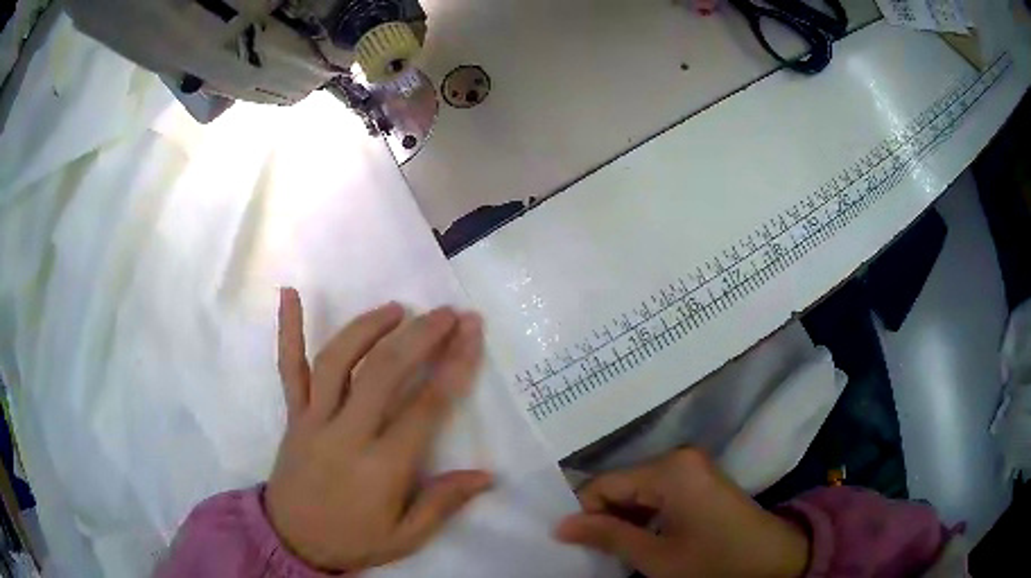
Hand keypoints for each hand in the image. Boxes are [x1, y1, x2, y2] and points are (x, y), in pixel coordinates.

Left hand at [265, 288, 492, 571]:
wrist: (292, 540)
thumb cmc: (353, 539)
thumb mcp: (406, 537)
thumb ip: (443, 504)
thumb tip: (487, 475)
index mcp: (381, 467)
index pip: (425, 407)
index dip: (453, 366)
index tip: (471, 332)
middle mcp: (346, 434)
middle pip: (383, 373)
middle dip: (419, 336)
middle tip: (446, 313)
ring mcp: (312, 420)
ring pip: (337, 361)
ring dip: (366, 327)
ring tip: (395, 308)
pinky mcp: (292, 415)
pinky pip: (288, 368)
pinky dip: (286, 330)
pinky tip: (289, 294)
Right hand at [556, 449, 809, 577]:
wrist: (774, 562)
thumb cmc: (713, 562)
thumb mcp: (655, 557)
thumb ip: (607, 537)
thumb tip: (561, 526)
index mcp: (669, 469)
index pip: (603, 484)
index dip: (584, 514)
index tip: (575, 545)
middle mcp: (679, 459)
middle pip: (622, 485)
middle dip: (605, 517)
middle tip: (596, 553)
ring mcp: (693, 469)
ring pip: (639, 491)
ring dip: (625, 520)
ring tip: (618, 551)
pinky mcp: (700, 482)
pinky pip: (659, 494)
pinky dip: (645, 517)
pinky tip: (643, 541)